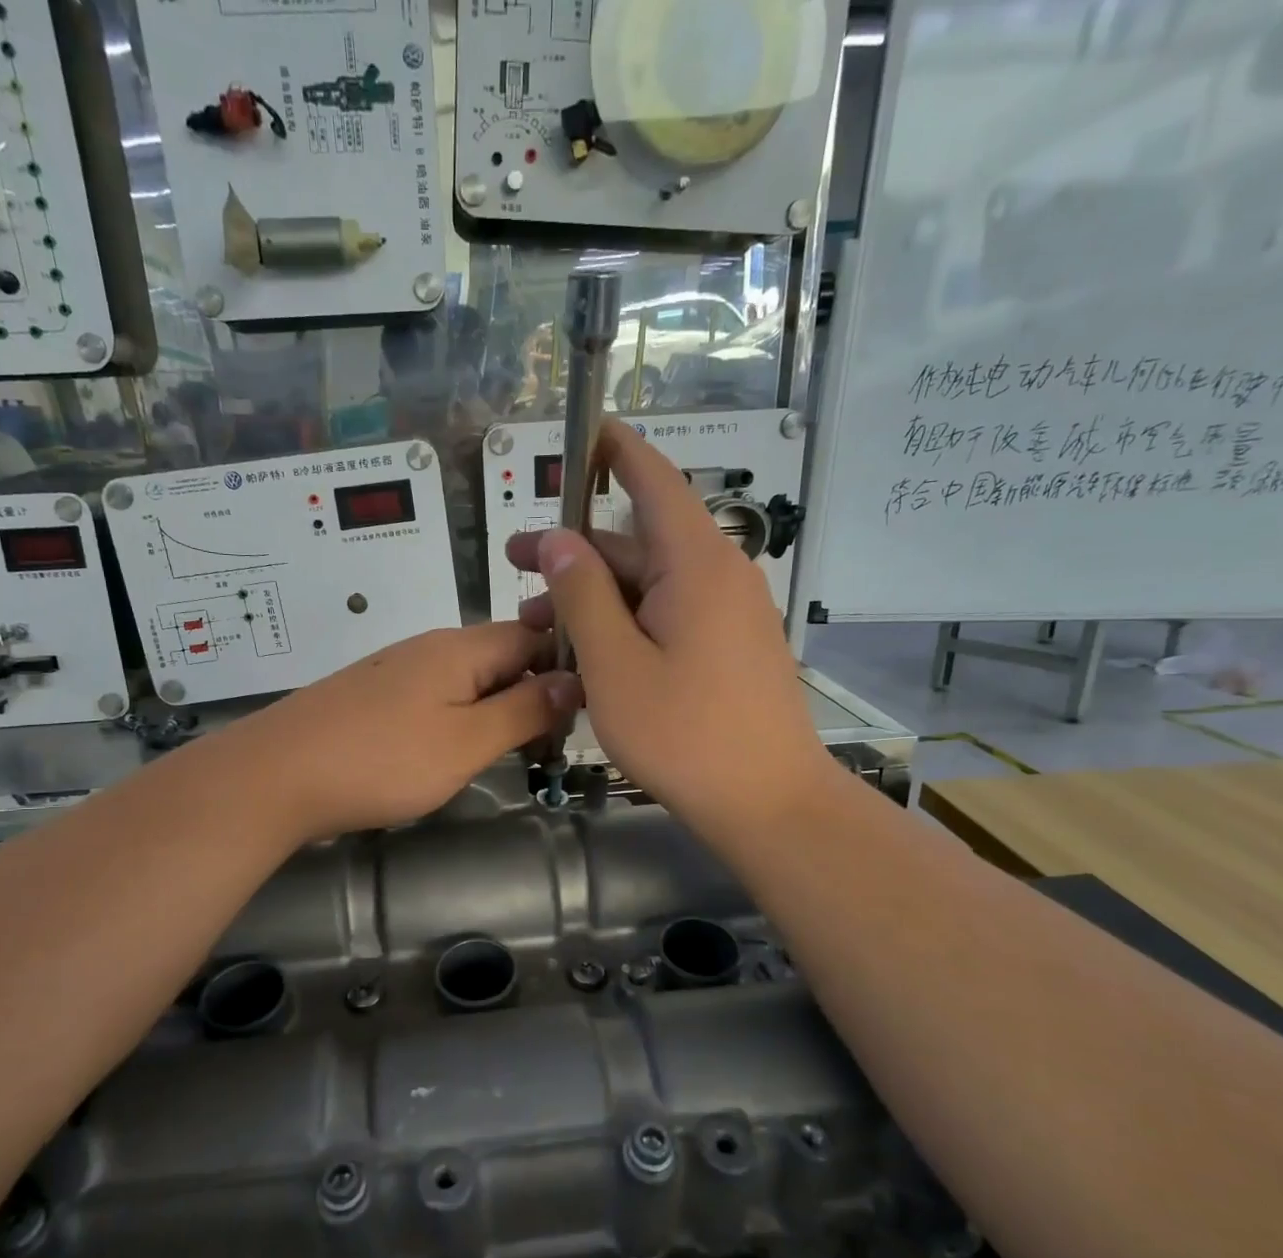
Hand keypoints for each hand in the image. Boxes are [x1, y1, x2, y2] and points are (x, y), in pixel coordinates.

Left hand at [233, 623, 580, 842]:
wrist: (275, 776)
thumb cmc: (381, 761)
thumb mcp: (466, 742)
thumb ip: (523, 711)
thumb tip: (572, 680)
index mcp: (460, 648)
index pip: (532, 634)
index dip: (564, 664)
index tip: (584, 708)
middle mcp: (429, 647)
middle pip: (499, 655)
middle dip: (531, 691)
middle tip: (550, 740)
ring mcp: (396, 670)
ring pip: (466, 679)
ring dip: (495, 708)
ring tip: (511, 750)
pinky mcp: (373, 696)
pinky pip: (433, 696)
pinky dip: (457, 718)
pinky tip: (453, 751)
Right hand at [506, 420, 837, 847]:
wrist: (769, 803)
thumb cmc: (686, 735)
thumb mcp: (615, 665)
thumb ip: (583, 595)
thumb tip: (557, 540)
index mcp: (696, 565)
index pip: (654, 480)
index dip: (617, 450)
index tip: (584, 429)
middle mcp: (719, 576)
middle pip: (639, 543)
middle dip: (575, 551)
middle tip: (513, 564)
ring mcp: (729, 615)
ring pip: (650, 586)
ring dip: (594, 597)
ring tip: (537, 627)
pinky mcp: (730, 648)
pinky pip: (670, 616)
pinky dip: (626, 622)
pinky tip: (588, 651)